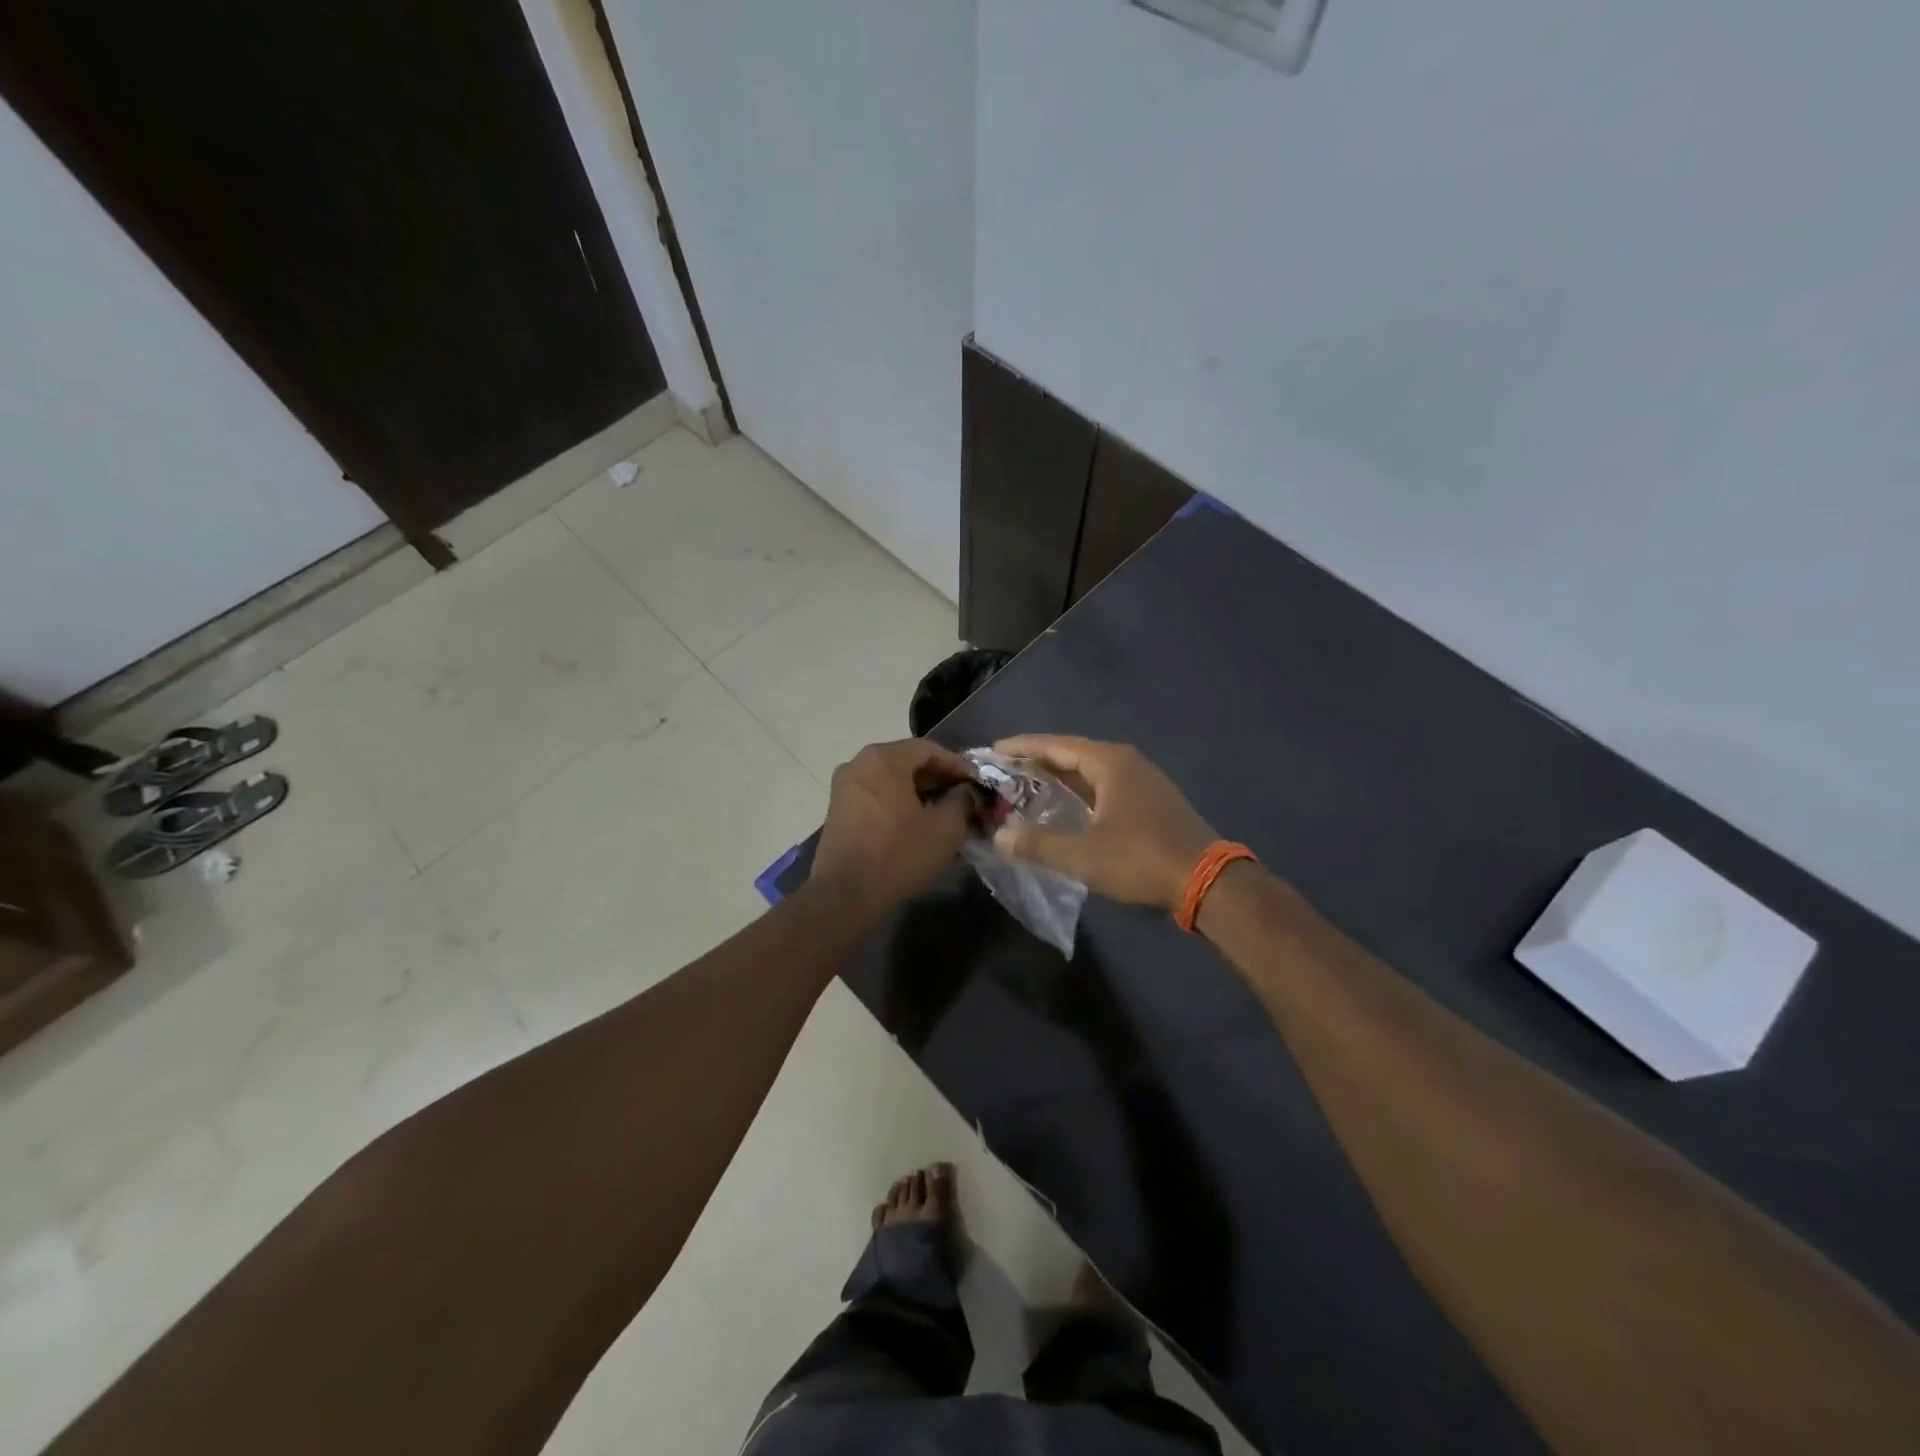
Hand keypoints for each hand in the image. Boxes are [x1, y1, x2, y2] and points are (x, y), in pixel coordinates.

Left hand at [811, 739, 976, 916]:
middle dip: (938, 779)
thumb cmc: (899, 854)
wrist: (845, 895)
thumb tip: (966, 792)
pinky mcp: (838, 810)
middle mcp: (859, 764)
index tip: (977, 782)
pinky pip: (876, 796)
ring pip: (891, 780)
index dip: (957, 764)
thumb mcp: (945, 828)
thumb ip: (962, 801)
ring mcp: (844, 787)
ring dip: (919, 792)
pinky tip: (917, 824)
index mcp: (883, 759)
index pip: (929, 749)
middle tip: (964, 797)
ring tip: (944, 813)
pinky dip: (899, 803)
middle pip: (907, 762)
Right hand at [991, 735, 1214, 909]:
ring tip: (1029, 785)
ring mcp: (1144, 781)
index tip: (995, 749)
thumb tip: (999, 836)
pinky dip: (1081, 791)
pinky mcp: (1153, 801)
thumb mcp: (1082, 855)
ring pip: (1092, 771)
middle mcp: (1127, 763)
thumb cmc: (1141, 860)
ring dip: (1061, 777)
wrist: (1207, 881)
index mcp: (1110, 763)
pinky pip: (1106, 786)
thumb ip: (1037, 844)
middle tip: (1006, 769)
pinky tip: (1069, 807)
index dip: (1024, 747)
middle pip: (1074, 754)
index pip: (1057, 745)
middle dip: (1039, 761)